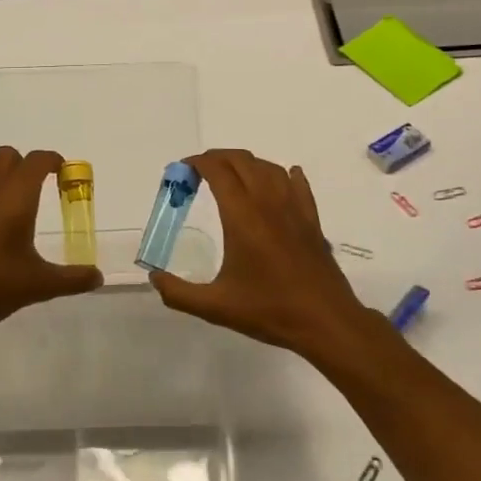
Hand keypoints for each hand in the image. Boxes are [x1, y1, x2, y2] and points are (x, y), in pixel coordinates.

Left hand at [0, 147, 101, 341]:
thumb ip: (72, 278)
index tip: (63, 173)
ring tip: (4, 198)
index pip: (37, 160)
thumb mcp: (40, 285)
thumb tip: (98, 277)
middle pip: (7, 155)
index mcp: (16, 197)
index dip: (53, 161)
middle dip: (24, 165)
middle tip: (35, 190)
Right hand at [147, 149, 377, 359]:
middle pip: (242, 160)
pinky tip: (281, 179)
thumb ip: (179, 293)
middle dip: (217, 158)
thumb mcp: (215, 307)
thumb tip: (154, 278)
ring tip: (231, 177)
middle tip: (199, 173)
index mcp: (242, 215)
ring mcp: (293, 207)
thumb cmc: (269, 310)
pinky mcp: (311, 219)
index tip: (182, 171)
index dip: (198, 163)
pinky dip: (283, 175)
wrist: (326, 321)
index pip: (218, 170)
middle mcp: (268, 202)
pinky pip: (297, 183)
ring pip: (268, 167)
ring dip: (246, 164)